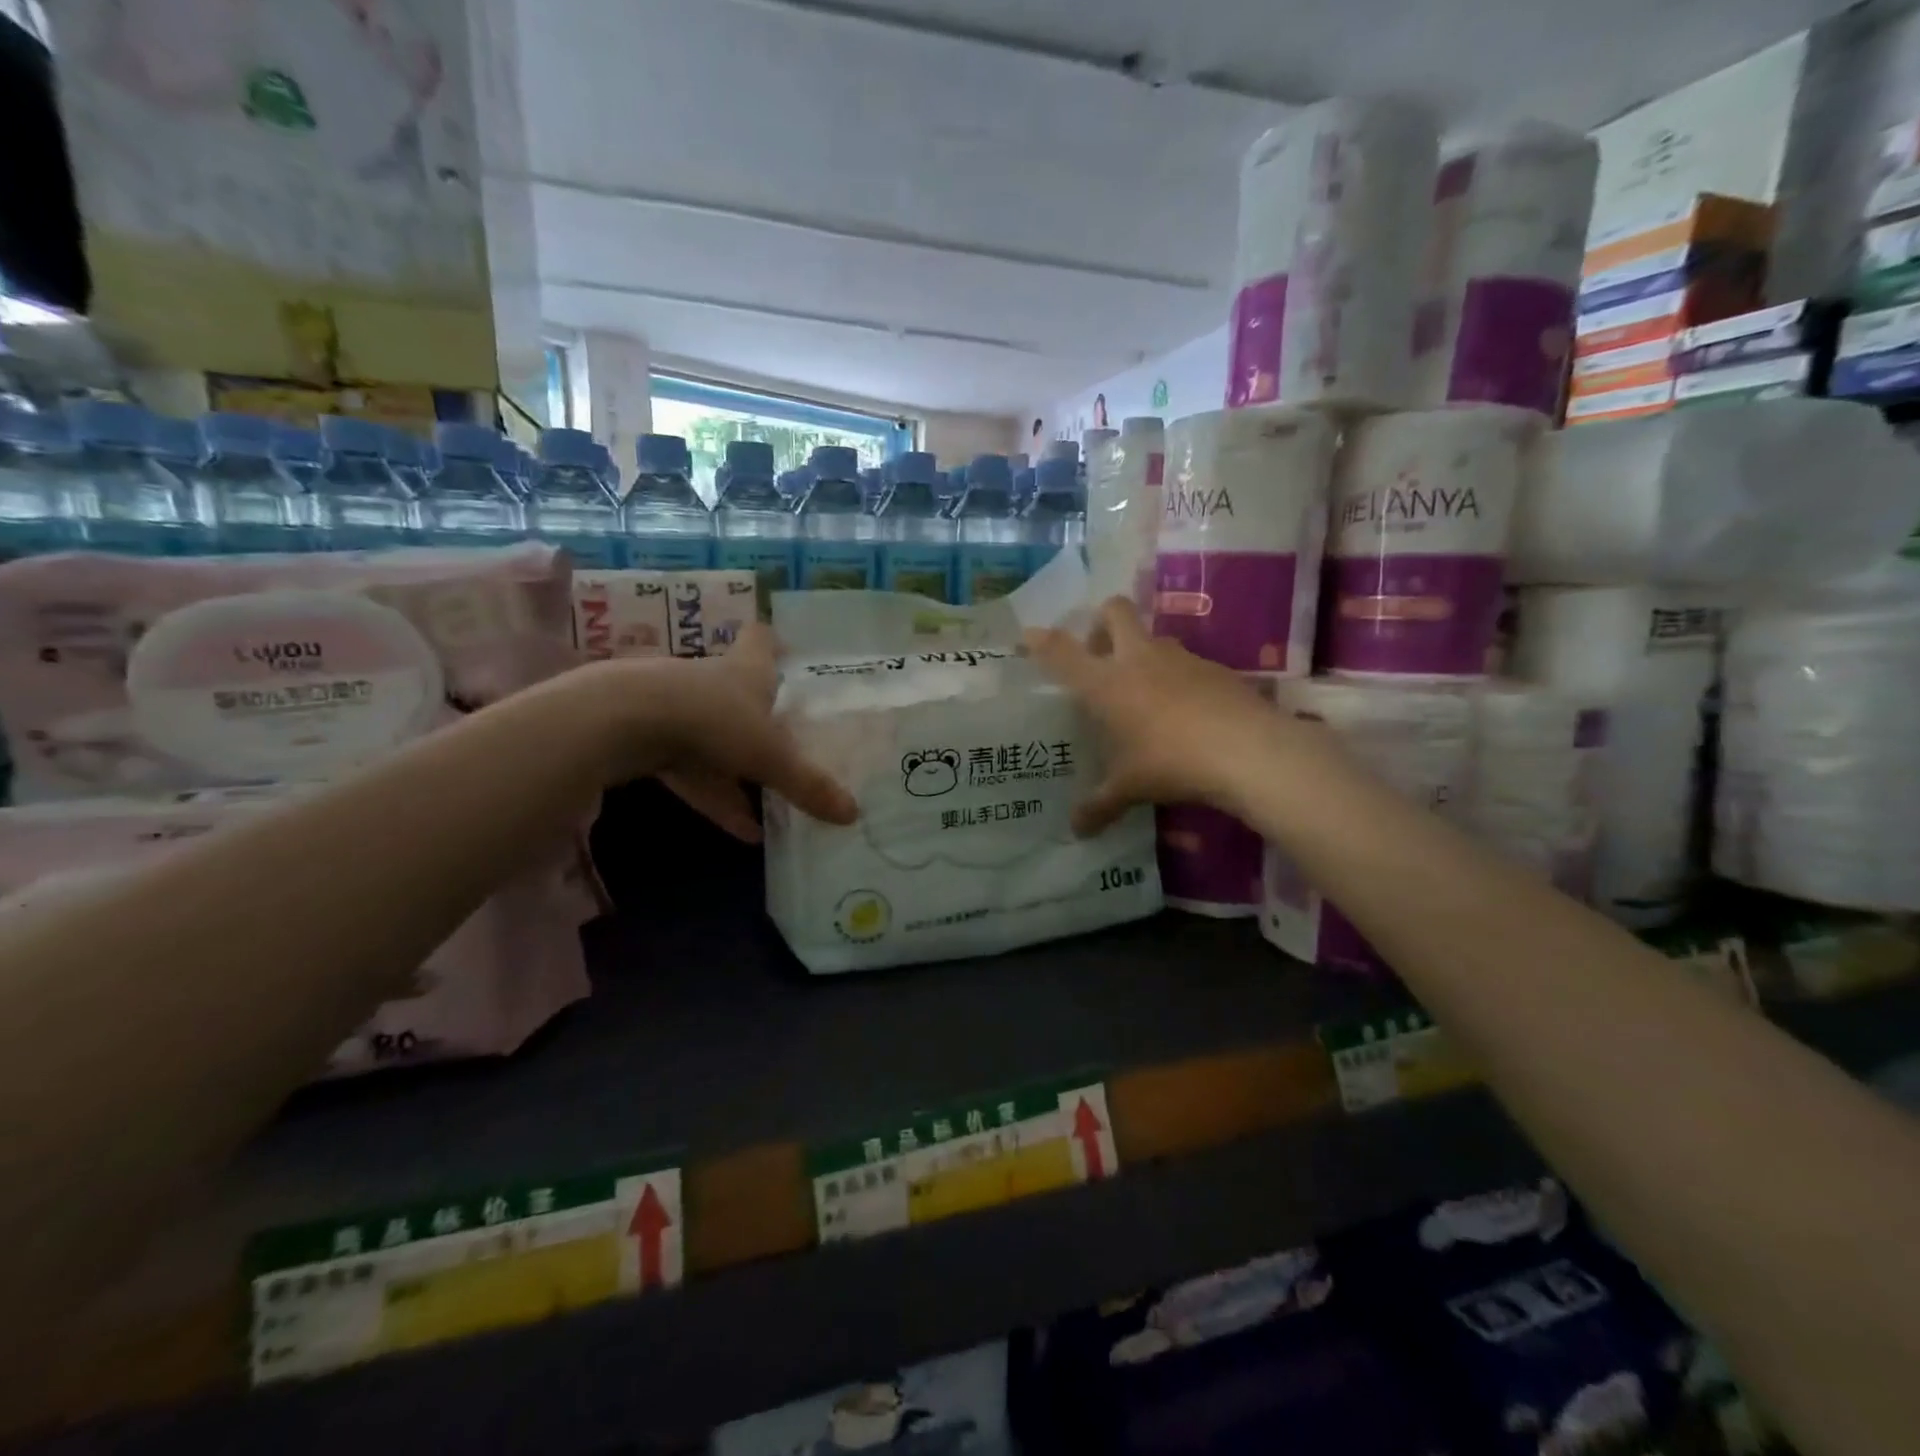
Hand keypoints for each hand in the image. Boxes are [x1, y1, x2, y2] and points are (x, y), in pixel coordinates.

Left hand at [594, 624, 857, 840]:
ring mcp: (678, 711)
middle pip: (740, 693)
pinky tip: (742, 832)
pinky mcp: (651, 742)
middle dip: (762, 715)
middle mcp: (712, 684)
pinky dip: (717, 799)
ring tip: (773, 811)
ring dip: (741, 772)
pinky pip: (694, 774)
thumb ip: (808, 785)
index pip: (761, 640)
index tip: (788, 649)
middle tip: (791, 739)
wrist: (623, 722)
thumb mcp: (770, 756)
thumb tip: (854, 814)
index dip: (774, 643)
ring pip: (717, 740)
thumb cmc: (712, 719)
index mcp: (746, 671)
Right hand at [1024, 599, 1290, 835]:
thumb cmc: (1170, 762)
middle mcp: (1139, 658)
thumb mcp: (1129, 788)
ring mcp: (1180, 658)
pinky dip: (1176, 677)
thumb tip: (1077, 830)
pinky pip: (1186, 662)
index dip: (1041, 641)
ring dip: (1142, 652)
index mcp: (1106, 683)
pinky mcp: (1215, 667)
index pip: (1062, 652)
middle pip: (1114, 611)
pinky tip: (1184, 711)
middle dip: (1101, 623)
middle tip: (1099, 655)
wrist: (1246, 750)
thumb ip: (1099, 805)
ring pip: (1153, 636)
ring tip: (1143, 692)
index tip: (1029, 635)